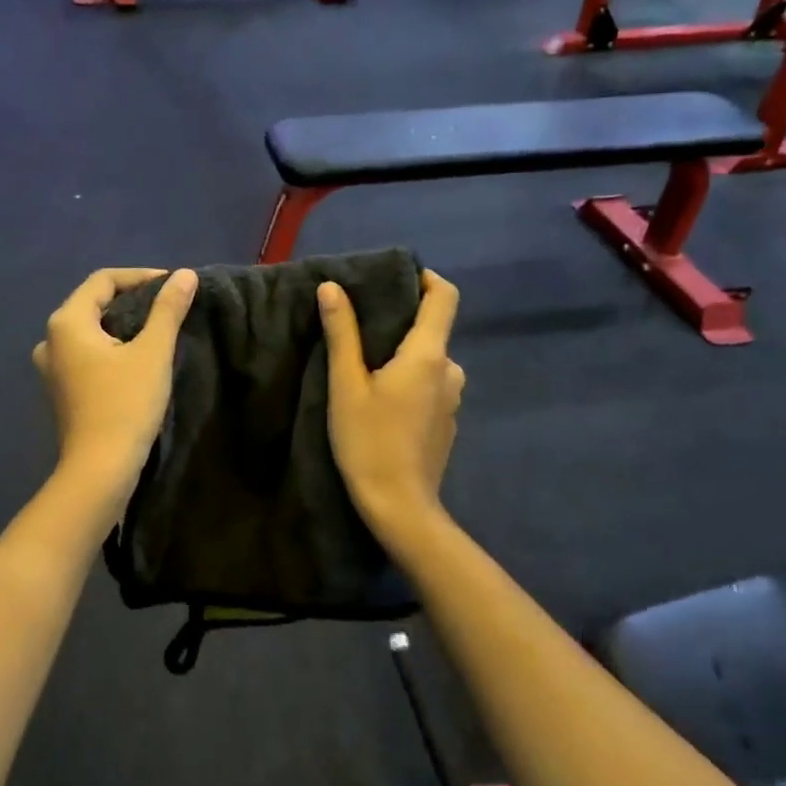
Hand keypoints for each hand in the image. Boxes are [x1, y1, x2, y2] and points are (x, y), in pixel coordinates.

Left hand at [32, 267, 197, 500]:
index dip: (140, 277)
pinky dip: (110, 348)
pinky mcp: (61, 390)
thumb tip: (185, 275)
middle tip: (167, 307)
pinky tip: (134, 360)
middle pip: (93, 303)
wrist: (99, 469)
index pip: (103, 280)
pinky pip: (86, 354)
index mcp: (67, 322)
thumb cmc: (126, 405)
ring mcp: (52, 368)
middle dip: (132, 300)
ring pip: (90, 331)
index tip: (173, 287)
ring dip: (121, 325)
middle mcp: (51, 339)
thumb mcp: (153, 353)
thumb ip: (168, 309)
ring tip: (154, 332)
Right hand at [319, 269, 464, 541]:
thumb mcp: (346, 386)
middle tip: (359, 331)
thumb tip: (333, 287)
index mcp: (428, 355)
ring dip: (402, 357)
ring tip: (365, 370)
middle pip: (432, 329)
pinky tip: (382, 404)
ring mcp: (452, 399)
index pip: (445, 296)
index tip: (394, 279)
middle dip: (400, 324)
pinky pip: (430, 386)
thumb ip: (341, 333)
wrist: (400, 507)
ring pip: (429, 361)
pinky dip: (409, 382)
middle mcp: (449, 370)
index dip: (425, 279)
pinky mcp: (447, 423)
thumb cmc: (368, 442)